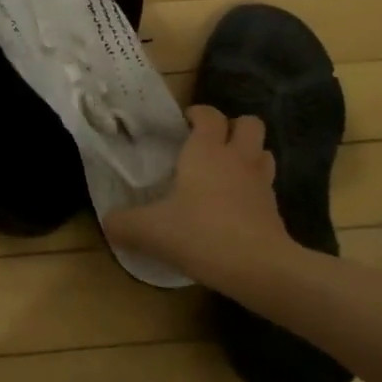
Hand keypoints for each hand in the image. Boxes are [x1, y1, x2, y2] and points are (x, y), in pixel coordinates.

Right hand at [104, 106, 294, 292]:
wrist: (258, 267)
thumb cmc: (200, 234)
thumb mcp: (150, 230)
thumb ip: (124, 223)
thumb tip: (107, 222)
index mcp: (206, 151)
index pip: (209, 115)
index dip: (198, 114)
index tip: (184, 123)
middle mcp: (237, 158)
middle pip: (249, 124)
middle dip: (233, 127)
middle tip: (211, 143)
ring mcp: (261, 183)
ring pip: (264, 152)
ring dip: (249, 155)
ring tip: (228, 170)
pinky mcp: (274, 209)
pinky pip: (266, 186)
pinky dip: (254, 188)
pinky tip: (237, 205)